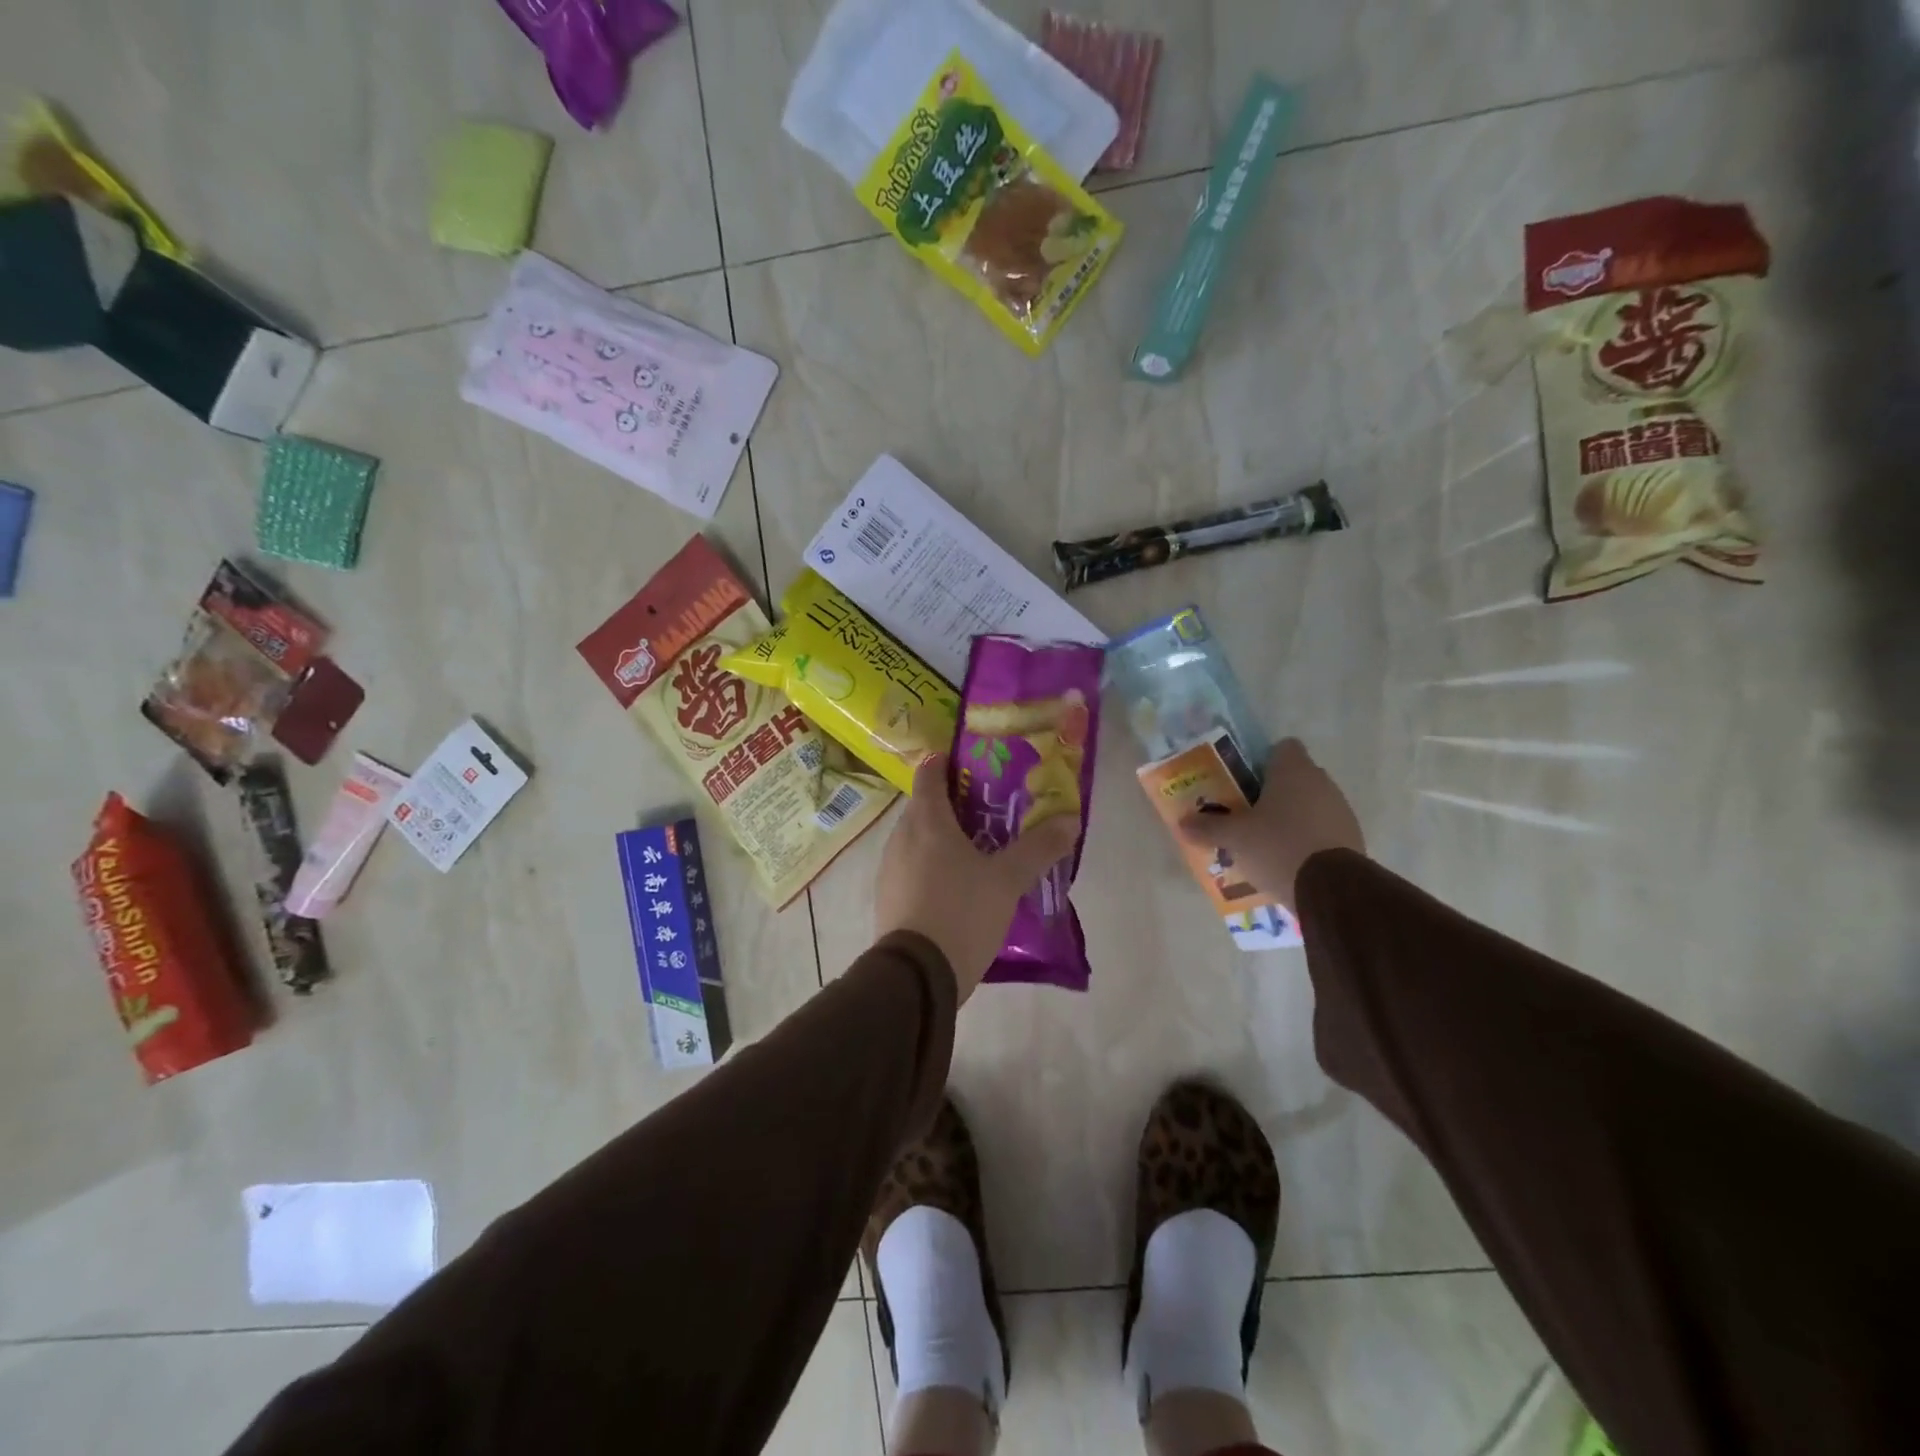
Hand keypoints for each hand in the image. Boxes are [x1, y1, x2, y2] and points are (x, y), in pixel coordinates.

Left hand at [874, 753, 1081, 999]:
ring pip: (917, 839)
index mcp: (926, 821)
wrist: (916, 976)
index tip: (971, 763)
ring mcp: (889, 869)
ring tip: (978, 849)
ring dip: (942, 837)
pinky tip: (957, 886)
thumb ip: (1039, 847)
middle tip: (989, 810)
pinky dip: (932, 865)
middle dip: (953, 804)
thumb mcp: (1007, 880)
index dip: (946, 762)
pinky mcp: (887, 898)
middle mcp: (901, 837)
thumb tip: (1071, 819)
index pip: (929, 773)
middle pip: (925, 807)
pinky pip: (912, 867)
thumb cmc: (961, 912)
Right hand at [1178, 739, 1363, 912]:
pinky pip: (1323, 829)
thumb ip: (1208, 827)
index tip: (1245, 780)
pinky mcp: (1352, 838)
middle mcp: (1322, 782)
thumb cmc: (1278, 846)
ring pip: (1311, 803)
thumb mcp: (1234, 838)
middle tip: (1248, 812)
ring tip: (1266, 841)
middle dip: (1274, 792)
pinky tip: (1289, 859)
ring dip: (1292, 816)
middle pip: (1295, 777)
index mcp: (1293, 771)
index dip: (1263, 760)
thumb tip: (1181, 823)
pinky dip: (1308, 838)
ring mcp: (1341, 810)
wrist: (1331, 889)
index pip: (1282, 748)